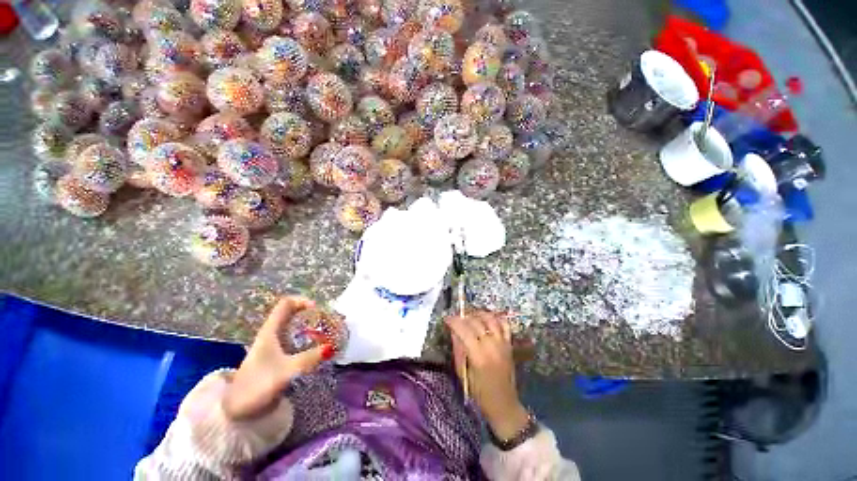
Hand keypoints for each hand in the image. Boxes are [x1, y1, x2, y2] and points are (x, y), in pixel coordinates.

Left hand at [223, 296, 332, 419]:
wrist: (237, 411)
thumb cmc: (257, 386)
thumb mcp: (285, 372)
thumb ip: (308, 359)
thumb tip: (331, 348)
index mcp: (270, 331)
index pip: (286, 304)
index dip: (302, 301)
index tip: (318, 309)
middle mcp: (272, 335)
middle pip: (293, 314)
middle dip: (312, 314)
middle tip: (328, 320)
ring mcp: (274, 346)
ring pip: (295, 327)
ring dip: (311, 326)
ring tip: (328, 332)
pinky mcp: (278, 358)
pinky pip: (296, 340)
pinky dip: (309, 339)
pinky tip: (318, 347)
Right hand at [445, 311, 529, 440]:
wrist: (504, 405)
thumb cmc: (479, 393)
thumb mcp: (463, 373)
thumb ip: (458, 350)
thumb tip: (453, 331)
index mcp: (478, 355)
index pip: (464, 330)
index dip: (454, 321)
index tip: (446, 319)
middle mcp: (491, 345)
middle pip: (476, 322)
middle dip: (463, 317)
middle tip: (456, 319)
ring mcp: (502, 343)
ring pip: (490, 319)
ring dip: (478, 314)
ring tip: (470, 316)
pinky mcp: (509, 344)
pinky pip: (504, 324)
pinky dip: (495, 318)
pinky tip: (487, 319)